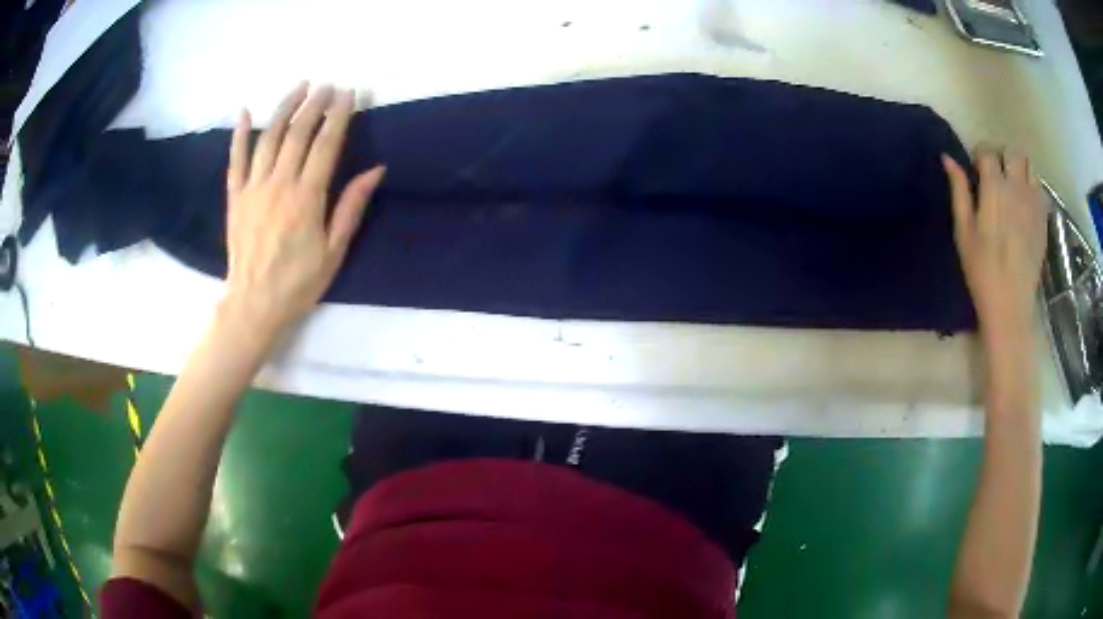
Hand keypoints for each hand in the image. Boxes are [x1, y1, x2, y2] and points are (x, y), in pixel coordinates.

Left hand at [222, 83, 384, 335]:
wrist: (254, 305)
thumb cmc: (298, 283)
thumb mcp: (334, 251)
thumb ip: (351, 206)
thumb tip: (376, 170)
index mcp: (307, 198)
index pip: (326, 144)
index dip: (339, 115)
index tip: (349, 93)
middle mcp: (279, 184)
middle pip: (297, 133)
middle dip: (315, 104)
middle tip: (328, 85)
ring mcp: (253, 188)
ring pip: (268, 137)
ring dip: (285, 108)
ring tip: (300, 86)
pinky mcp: (235, 197)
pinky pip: (236, 159)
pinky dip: (239, 133)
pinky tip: (244, 111)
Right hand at [942, 146, 1047, 341]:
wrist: (1010, 306)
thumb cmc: (981, 271)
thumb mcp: (963, 232)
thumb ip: (958, 191)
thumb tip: (948, 158)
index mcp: (994, 189)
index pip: (988, 151)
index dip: (980, 154)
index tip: (977, 169)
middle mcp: (1016, 188)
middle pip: (1013, 152)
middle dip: (1003, 157)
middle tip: (998, 175)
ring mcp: (1033, 204)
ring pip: (1030, 166)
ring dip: (1021, 170)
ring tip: (1014, 187)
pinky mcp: (1043, 220)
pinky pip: (1041, 189)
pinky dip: (1033, 188)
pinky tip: (1026, 204)